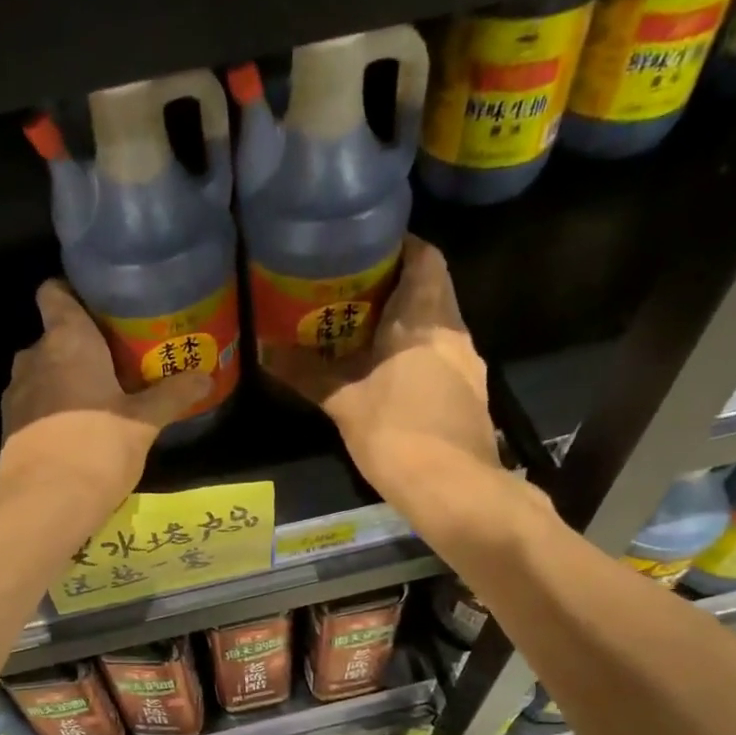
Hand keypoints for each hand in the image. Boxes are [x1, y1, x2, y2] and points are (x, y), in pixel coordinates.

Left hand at [0, 281, 210, 511]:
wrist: (46, 501)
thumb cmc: (98, 446)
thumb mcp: (144, 422)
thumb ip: (172, 395)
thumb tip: (205, 376)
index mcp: (67, 340)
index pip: (55, 291)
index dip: (73, 293)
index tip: (100, 309)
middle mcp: (34, 356)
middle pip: (55, 336)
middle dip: (82, 347)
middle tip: (118, 363)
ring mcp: (15, 392)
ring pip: (44, 372)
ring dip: (66, 381)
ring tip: (100, 400)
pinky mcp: (9, 426)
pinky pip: (34, 404)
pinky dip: (53, 409)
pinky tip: (77, 431)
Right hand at [260, 237, 500, 502]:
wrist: (454, 489)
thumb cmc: (397, 434)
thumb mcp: (344, 404)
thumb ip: (308, 374)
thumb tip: (266, 351)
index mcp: (425, 319)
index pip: (425, 257)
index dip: (399, 245)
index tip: (364, 248)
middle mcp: (454, 331)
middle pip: (430, 288)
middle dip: (394, 285)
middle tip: (350, 292)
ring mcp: (467, 364)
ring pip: (437, 324)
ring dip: (405, 322)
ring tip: (362, 331)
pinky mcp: (469, 393)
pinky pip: (441, 355)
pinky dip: (416, 352)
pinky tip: (389, 373)